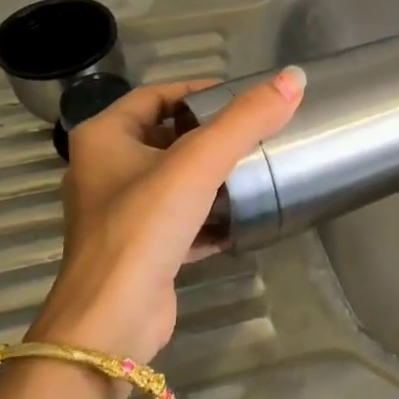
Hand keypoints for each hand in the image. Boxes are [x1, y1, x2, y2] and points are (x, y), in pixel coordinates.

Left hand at [28, 68, 305, 362]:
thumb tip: (294, 77)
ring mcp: (120, 213)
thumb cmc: (144, 227)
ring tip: (257, 169)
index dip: (198, 90)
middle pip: (167, 137)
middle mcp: (104, 171)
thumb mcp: (198, 163)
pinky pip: (180, 220)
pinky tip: (242, 218)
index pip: (156, 95)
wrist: (112, 321)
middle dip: (211, 135)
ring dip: (212, 176)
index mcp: (103, 138)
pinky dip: (209, 216)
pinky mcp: (140, 249)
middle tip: (257, 132)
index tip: (244, 97)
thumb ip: (246, 120)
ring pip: (175, 181)